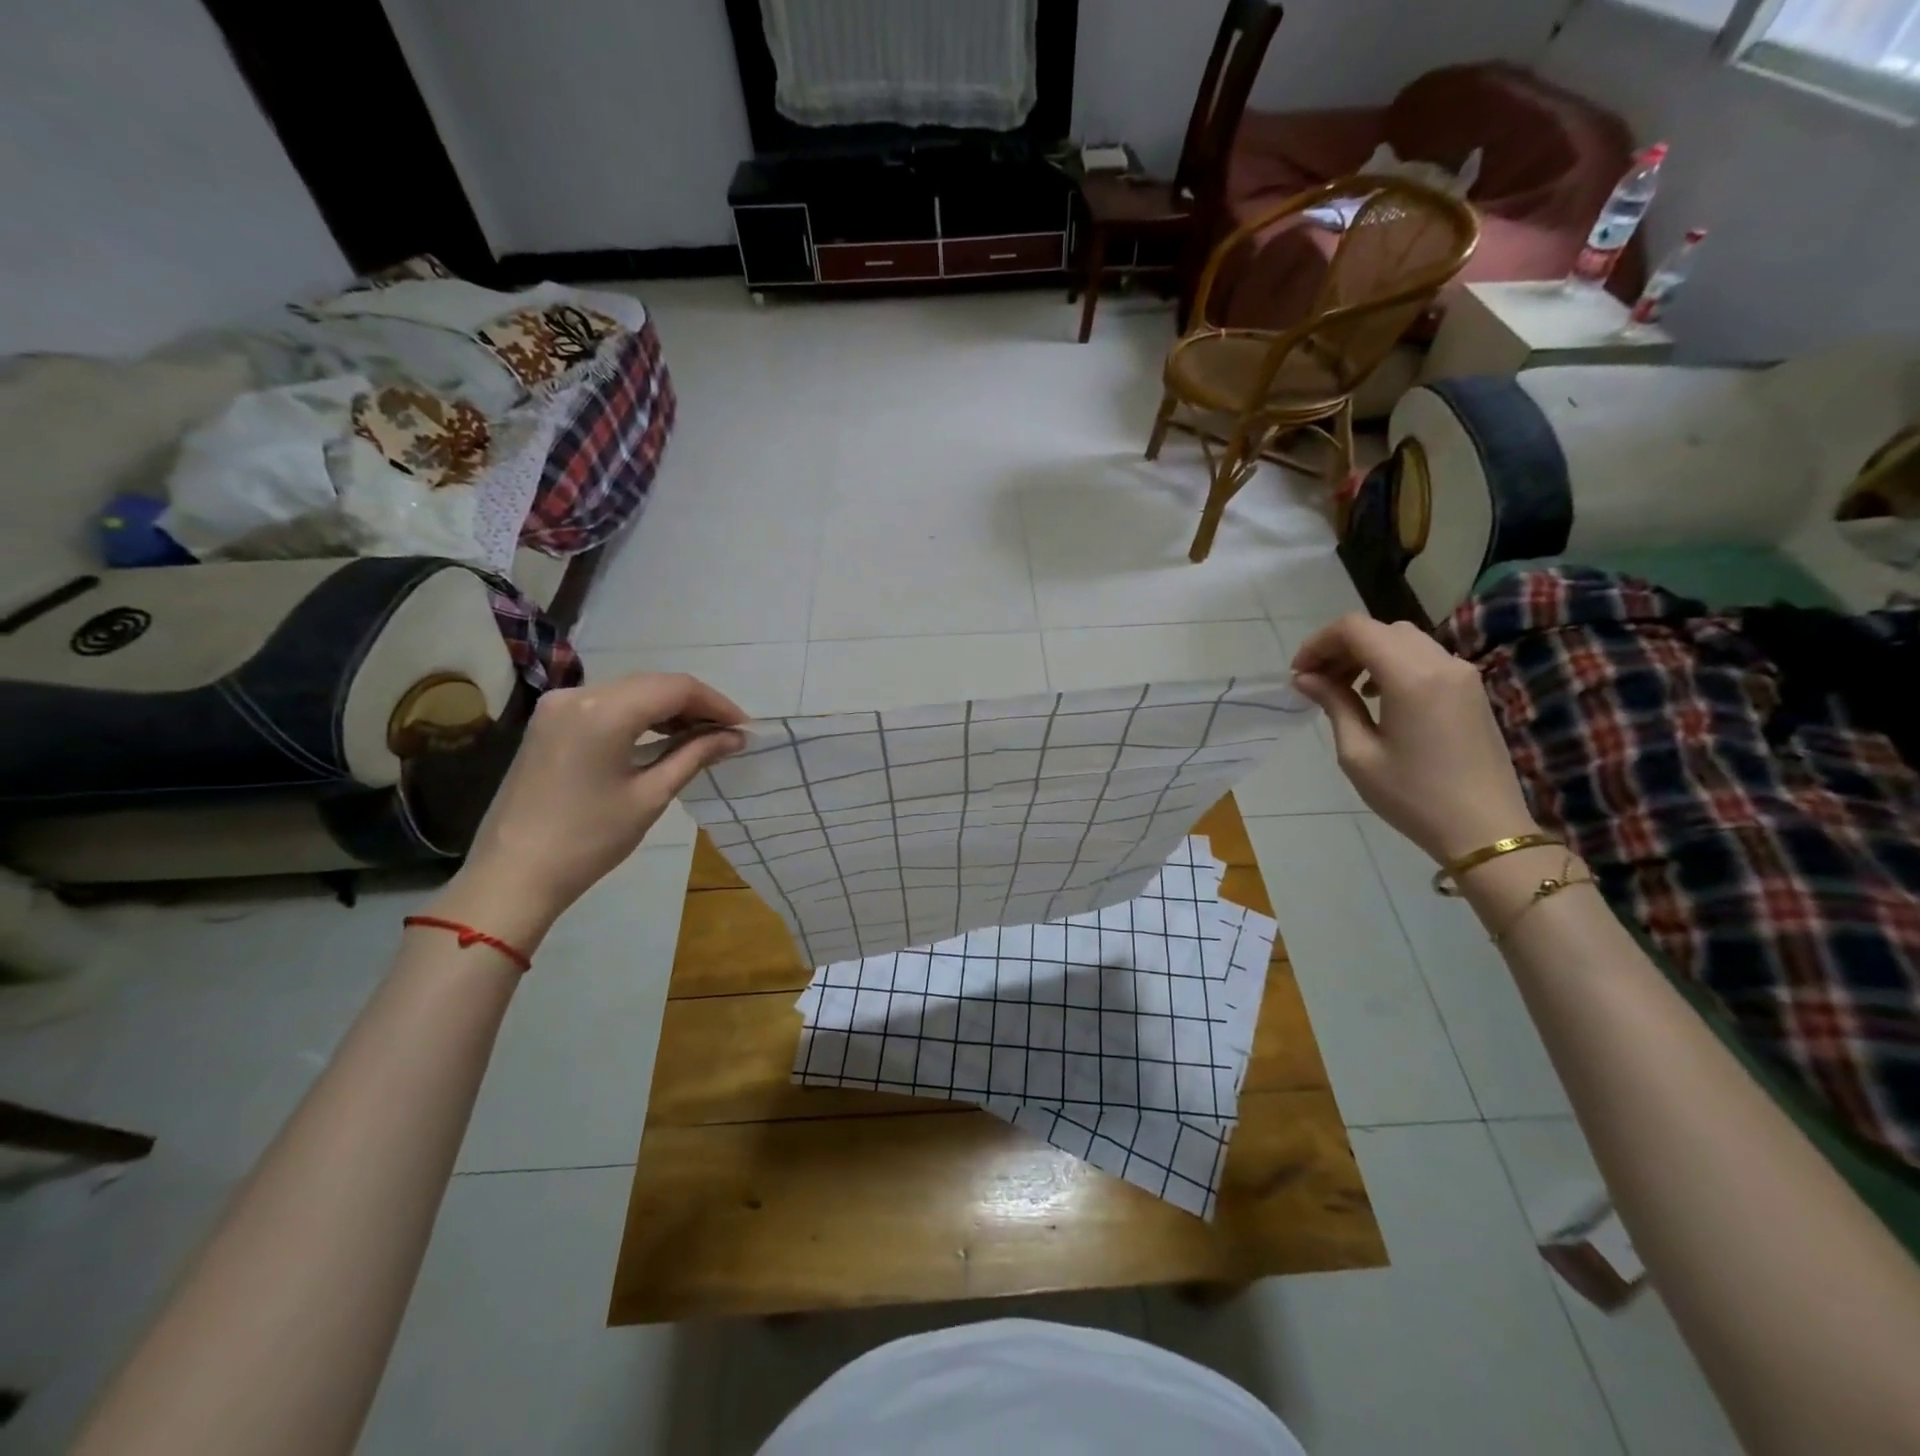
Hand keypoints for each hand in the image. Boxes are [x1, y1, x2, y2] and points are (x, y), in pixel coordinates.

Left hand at [434, 673, 745, 946]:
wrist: (513, 874)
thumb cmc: (589, 839)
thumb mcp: (651, 796)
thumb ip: (695, 755)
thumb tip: (735, 737)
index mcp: (604, 711)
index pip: (676, 688)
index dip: (716, 704)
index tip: (744, 728)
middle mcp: (579, 694)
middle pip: (653, 684)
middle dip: (695, 705)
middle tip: (728, 733)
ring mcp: (559, 705)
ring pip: (631, 691)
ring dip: (669, 709)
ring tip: (702, 736)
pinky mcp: (550, 721)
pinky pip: (608, 704)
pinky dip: (640, 715)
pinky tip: (662, 736)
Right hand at [1290, 614, 1537, 864]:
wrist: (1484, 828)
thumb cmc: (1412, 796)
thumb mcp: (1358, 753)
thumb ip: (1334, 704)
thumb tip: (1306, 677)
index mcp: (1410, 677)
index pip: (1355, 629)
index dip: (1319, 643)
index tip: (1300, 674)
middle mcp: (1440, 662)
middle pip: (1380, 630)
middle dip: (1341, 648)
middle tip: (1316, 682)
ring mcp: (1461, 673)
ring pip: (1403, 640)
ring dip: (1367, 654)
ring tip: (1343, 689)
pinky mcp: (1470, 688)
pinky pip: (1424, 657)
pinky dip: (1393, 663)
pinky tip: (1378, 697)